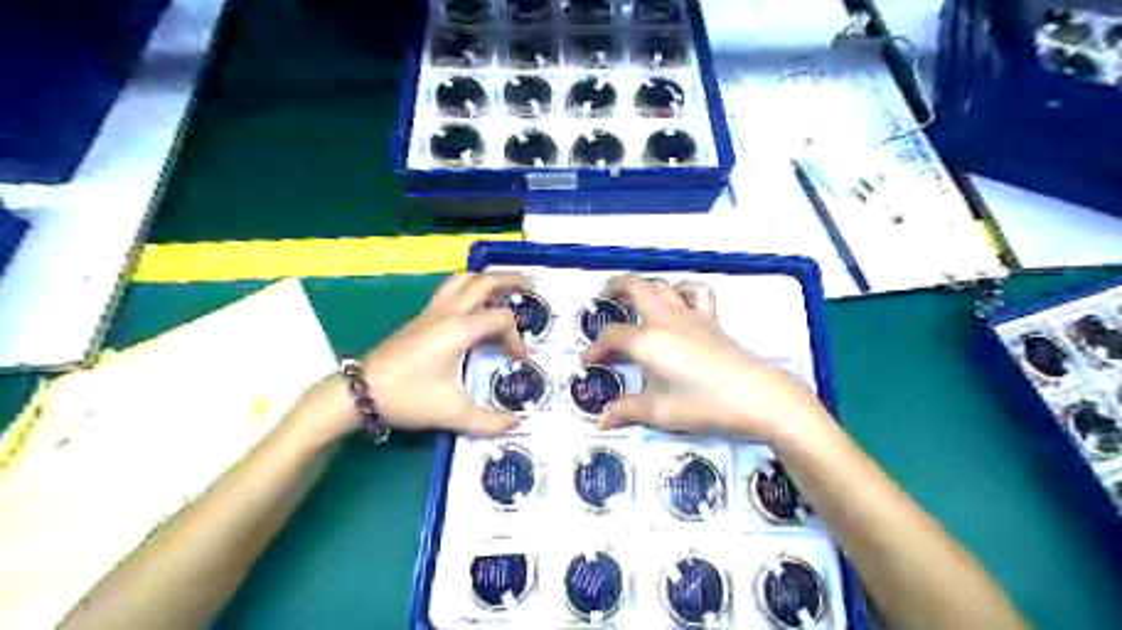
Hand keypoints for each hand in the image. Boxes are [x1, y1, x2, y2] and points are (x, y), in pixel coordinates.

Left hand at [289, 270, 532, 442]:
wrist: (360, 392)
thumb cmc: (408, 397)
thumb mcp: (453, 413)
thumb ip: (489, 421)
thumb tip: (516, 424)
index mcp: (460, 329)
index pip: (500, 319)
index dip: (516, 338)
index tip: (520, 359)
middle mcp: (448, 312)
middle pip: (484, 281)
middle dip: (510, 280)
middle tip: (530, 286)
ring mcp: (431, 311)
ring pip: (463, 279)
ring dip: (486, 280)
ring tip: (503, 290)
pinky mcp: (420, 317)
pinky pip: (450, 290)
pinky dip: (469, 289)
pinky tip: (473, 306)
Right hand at [587, 275, 830, 442]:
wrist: (754, 396)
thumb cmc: (702, 404)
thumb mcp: (659, 411)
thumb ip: (627, 411)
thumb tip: (603, 420)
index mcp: (646, 341)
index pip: (612, 337)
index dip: (595, 348)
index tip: (588, 361)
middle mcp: (664, 320)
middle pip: (635, 288)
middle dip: (614, 287)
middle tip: (603, 297)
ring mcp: (690, 316)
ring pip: (662, 285)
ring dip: (645, 285)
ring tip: (634, 294)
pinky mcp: (711, 320)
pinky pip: (696, 293)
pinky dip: (683, 289)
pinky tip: (679, 299)